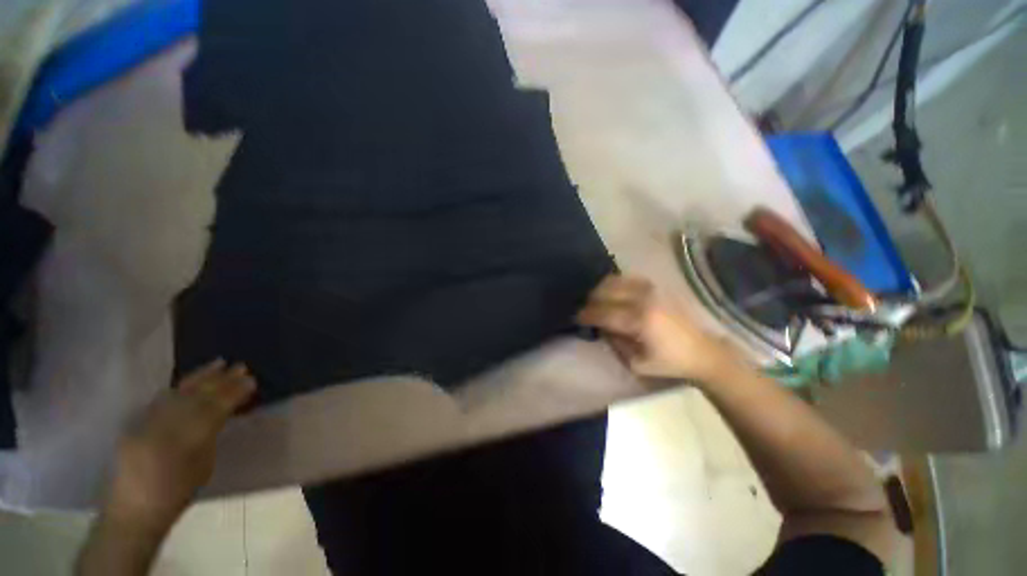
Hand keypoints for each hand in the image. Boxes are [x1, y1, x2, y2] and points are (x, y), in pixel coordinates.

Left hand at [105, 360, 256, 531]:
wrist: (134, 508)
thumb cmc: (177, 492)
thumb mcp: (203, 465)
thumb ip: (211, 435)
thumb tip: (224, 413)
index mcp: (189, 438)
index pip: (216, 406)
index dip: (235, 391)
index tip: (251, 380)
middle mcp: (168, 424)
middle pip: (198, 395)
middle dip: (221, 379)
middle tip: (240, 366)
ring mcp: (150, 420)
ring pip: (179, 391)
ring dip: (201, 377)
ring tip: (218, 363)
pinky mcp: (138, 421)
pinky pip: (163, 398)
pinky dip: (180, 387)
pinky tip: (189, 381)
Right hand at [576, 275, 737, 381]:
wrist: (702, 351)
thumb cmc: (668, 362)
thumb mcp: (636, 363)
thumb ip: (614, 342)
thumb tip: (601, 327)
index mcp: (639, 320)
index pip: (602, 312)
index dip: (585, 315)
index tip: (575, 318)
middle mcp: (643, 299)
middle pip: (605, 292)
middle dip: (590, 301)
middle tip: (584, 310)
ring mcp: (650, 289)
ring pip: (613, 281)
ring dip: (599, 290)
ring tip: (595, 301)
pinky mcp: (655, 287)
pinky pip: (626, 278)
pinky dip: (613, 283)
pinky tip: (611, 292)